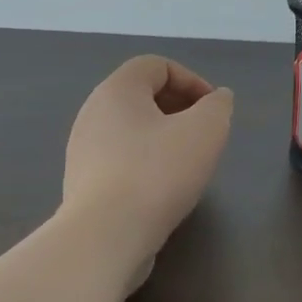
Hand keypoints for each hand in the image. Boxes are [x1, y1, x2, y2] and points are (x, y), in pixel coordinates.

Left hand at [63, 56, 233, 258]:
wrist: (106, 236)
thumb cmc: (159, 172)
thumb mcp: (206, 130)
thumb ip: (218, 106)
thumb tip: (217, 98)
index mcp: (117, 90)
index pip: (156, 65)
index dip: (192, 80)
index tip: (214, 110)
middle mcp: (93, 113)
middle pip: (141, 97)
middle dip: (179, 109)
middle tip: (205, 135)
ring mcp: (83, 150)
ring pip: (131, 131)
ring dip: (163, 139)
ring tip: (188, 164)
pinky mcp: (83, 184)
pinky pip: (120, 161)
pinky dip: (146, 165)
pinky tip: (164, 190)